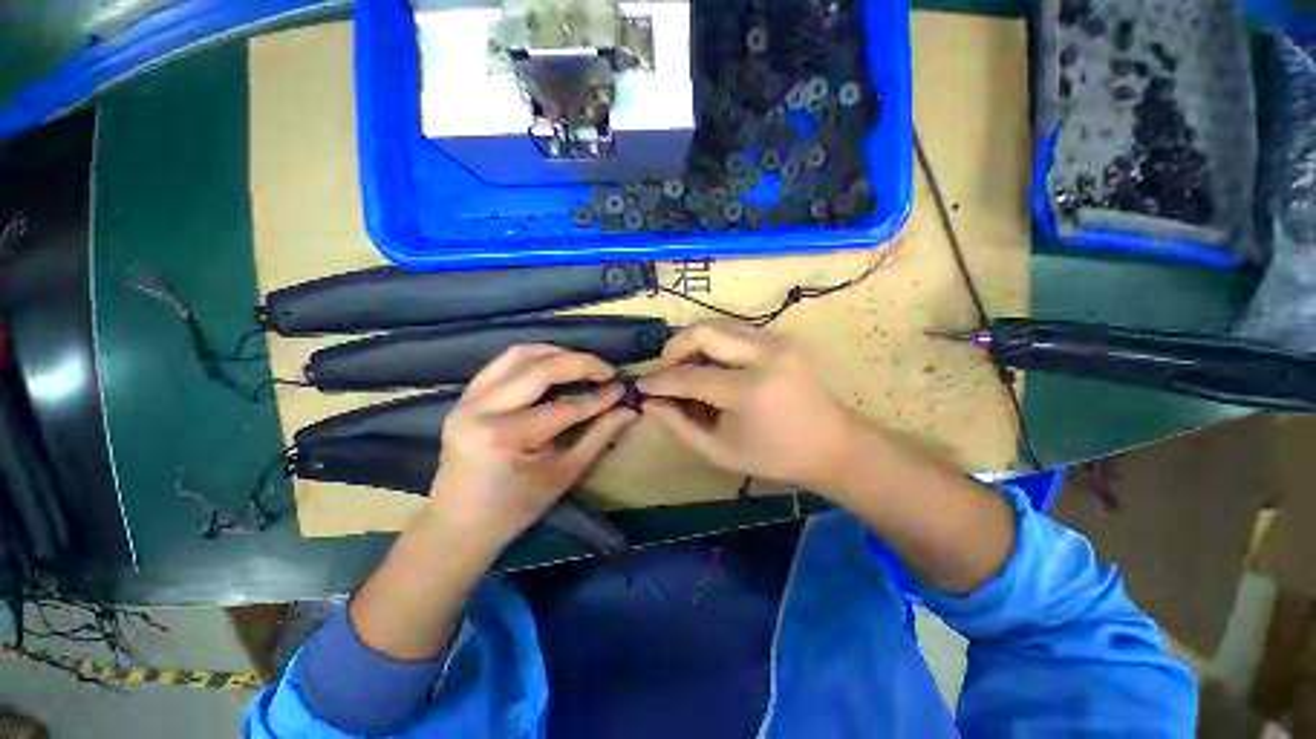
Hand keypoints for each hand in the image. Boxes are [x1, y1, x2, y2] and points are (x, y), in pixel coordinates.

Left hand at [429, 344, 637, 549]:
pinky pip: (503, 362)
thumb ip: (598, 437)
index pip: (564, 406)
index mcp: (506, 437)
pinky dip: (534, 357)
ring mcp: (469, 398)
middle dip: (581, 364)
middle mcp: (482, 409)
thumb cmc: (516, 507)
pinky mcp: (465, 396)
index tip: (622, 388)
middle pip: (541, 369)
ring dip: (557, 353)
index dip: (599, 397)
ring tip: (584, 364)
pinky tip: (554, 364)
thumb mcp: (563, 475)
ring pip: (520, 355)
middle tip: (607, 371)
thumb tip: (629, 411)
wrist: (458, 524)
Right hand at [637, 321, 864, 491]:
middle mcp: (765, 355)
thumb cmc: (774, 457)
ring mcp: (777, 341)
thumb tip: (649, 403)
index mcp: (749, 390)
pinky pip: (736, 332)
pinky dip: (716, 346)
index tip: (639, 385)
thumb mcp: (719, 451)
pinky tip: (713, 366)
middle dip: (675, 348)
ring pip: (719, 327)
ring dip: (695, 345)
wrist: (832, 445)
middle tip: (665, 370)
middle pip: (704, 332)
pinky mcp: (782, 338)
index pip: (690, 376)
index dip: (660, 381)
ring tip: (687, 370)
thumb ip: (679, 425)